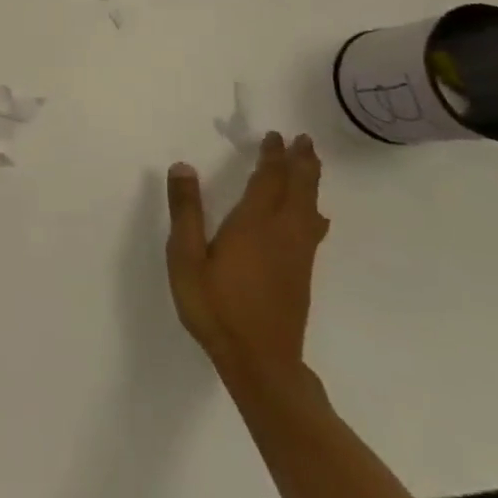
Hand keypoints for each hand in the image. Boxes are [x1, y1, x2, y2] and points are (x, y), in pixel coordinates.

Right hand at [166, 132, 328, 375]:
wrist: (260, 361)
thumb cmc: (215, 306)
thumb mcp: (186, 258)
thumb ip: (186, 211)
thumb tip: (183, 167)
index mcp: (254, 224)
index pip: (269, 180)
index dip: (273, 156)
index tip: (275, 136)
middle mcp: (283, 233)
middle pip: (299, 190)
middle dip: (301, 163)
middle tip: (304, 140)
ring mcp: (297, 256)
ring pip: (311, 209)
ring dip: (311, 183)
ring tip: (311, 166)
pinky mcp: (301, 274)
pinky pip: (313, 228)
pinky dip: (313, 210)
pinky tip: (314, 217)